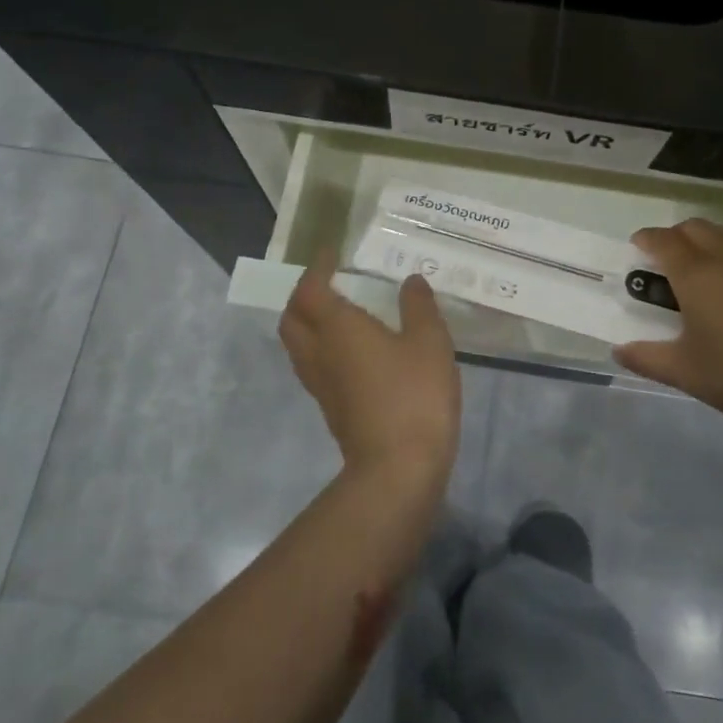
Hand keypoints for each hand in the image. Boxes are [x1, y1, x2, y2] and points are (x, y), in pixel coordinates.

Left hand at [279, 250, 460, 481]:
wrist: (398, 469)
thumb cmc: (414, 395)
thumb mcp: (430, 341)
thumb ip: (419, 306)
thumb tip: (410, 281)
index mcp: (337, 328)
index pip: (310, 289)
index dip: (316, 268)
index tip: (331, 253)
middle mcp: (319, 352)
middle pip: (292, 318)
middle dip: (302, 295)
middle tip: (328, 283)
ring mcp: (321, 384)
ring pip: (298, 345)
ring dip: (308, 323)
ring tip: (337, 312)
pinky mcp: (330, 408)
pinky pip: (313, 366)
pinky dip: (321, 347)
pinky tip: (352, 351)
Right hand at [614, 218, 722, 431]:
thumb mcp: (685, 372)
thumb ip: (647, 358)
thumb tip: (618, 351)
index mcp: (696, 275)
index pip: (664, 241)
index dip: (646, 239)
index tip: (637, 246)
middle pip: (696, 228)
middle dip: (676, 235)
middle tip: (666, 259)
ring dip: (707, 241)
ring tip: (701, 270)